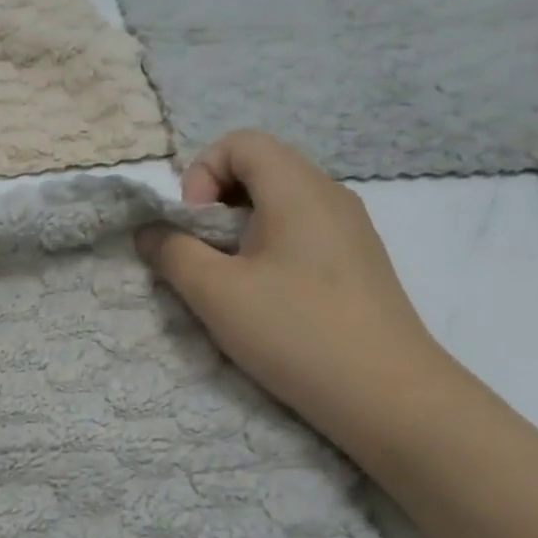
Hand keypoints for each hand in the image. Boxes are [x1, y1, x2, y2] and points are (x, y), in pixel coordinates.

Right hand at [136, 131, 454, 449]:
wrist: (387, 395)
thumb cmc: (295, 332)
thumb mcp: (216, 293)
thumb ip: (172, 253)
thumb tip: (149, 231)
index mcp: (297, 188)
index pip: (240, 142)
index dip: (201, 172)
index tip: (192, 225)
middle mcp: (330, 194)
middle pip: (261, 167)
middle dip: (217, 201)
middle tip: (203, 251)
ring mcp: (350, 228)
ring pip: (282, 201)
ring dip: (241, 226)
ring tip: (230, 276)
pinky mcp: (358, 261)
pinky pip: (303, 229)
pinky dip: (270, 244)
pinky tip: (267, 294)